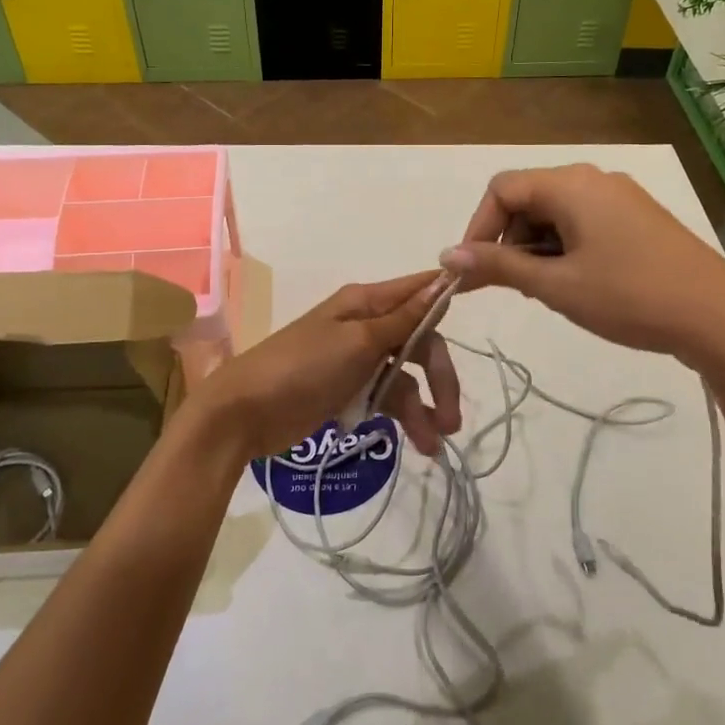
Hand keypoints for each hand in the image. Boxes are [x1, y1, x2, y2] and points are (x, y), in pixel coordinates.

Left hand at [173, 271, 462, 463]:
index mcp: (365, 303)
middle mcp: (365, 326)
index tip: (481, 306)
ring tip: (435, 444)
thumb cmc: (302, 367)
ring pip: (406, 377)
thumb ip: (403, 318)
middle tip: (452, 417)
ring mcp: (357, 361)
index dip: (447, 299)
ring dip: (424, 407)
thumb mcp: (358, 342)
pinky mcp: (348, 391)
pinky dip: (403, 418)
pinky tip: (417, 443)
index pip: (418, 292)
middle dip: (439, 377)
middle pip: (419, 342)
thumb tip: (441, 280)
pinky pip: (386, 399)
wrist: (244, 413)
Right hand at [442, 164, 724, 366]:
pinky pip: (584, 220)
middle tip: (511, 285)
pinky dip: (564, 246)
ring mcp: (620, 196)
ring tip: (546, 290)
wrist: (719, 317)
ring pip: (556, 211)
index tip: (474, 271)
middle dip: (508, 239)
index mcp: (571, 184)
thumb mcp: (556, 285)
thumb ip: (498, 265)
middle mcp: (593, 178)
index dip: (478, 228)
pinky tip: (576, 282)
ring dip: (536, 246)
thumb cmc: (629, 296)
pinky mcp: (638, 216)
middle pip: (528, 197)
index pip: (502, 189)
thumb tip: (446, 255)